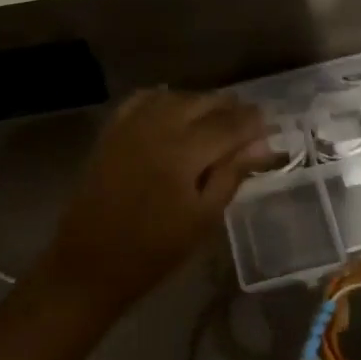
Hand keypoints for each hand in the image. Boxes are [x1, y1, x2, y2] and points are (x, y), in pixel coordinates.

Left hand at [37, 90, 271, 308]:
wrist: (90, 263)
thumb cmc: (154, 250)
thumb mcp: (203, 218)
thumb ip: (232, 174)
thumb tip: (262, 145)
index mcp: (184, 151)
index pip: (229, 123)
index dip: (253, 122)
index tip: (270, 125)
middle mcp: (158, 126)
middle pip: (203, 102)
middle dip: (230, 108)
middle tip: (247, 124)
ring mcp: (131, 125)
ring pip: (175, 96)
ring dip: (200, 102)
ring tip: (216, 119)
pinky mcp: (112, 130)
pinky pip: (143, 99)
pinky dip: (165, 99)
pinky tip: (175, 110)